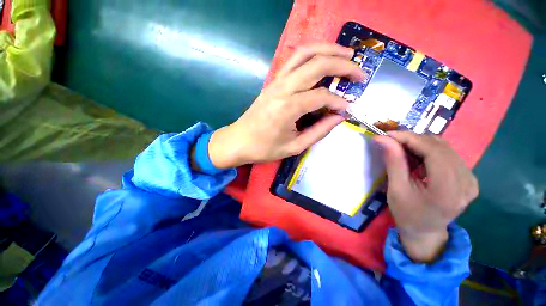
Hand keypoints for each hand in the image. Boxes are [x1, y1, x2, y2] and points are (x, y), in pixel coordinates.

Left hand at [207, 43, 365, 167]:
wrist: (238, 141)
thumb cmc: (264, 148)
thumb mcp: (294, 147)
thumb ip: (319, 131)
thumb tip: (339, 117)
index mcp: (288, 108)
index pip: (322, 96)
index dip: (338, 102)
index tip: (347, 109)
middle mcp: (283, 88)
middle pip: (317, 64)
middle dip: (343, 65)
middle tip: (360, 72)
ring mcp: (276, 82)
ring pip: (305, 53)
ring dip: (328, 50)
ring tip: (347, 55)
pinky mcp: (273, 82)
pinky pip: (294, 60)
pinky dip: (312, 54)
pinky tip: (323, 59)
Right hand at [374, 132, 478, 261]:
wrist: (425, 232)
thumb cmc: (407, 213)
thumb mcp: (395, 189)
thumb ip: (393, 162)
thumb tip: (382, 139)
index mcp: (448, 190)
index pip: (434, 152)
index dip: (410, 138)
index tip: (388, 134)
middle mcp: (466, 182)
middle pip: (441, 147)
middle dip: (413, 140)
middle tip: (392, 142)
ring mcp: (470, 180)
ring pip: (445, 148)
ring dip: (421, 144)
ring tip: (403, 150)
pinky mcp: (469, 178)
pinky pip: (449, 154)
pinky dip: (430, 150)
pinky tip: (418, 158)